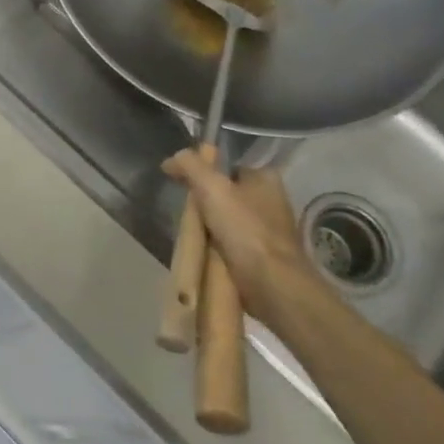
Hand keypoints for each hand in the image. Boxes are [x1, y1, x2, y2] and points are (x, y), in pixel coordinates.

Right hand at [161, 147, 319, 329]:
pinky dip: (216, 246)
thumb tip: (171, 160)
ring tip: (190, 232)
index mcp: (266, 179)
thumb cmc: (245, 229)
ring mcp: (269, 230)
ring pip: (227, 219)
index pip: (227, 167)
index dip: (203, 172)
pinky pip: (231, 243)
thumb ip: (190, 166)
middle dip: (205, 201)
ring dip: (209, 225)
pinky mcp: (264, 256)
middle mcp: (272, 201)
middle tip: (185, 210)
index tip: (182, 183)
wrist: (272, 284)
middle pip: (226, 194)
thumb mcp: (211, 187)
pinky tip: (203, 251)